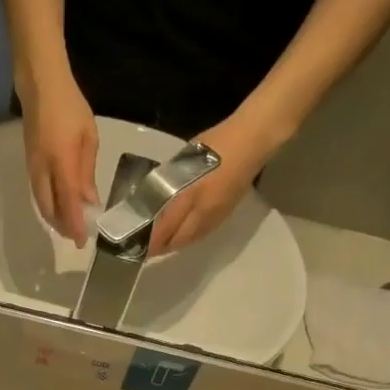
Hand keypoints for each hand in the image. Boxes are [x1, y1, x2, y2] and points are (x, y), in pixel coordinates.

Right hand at [20, 71, 97, 244]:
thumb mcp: (88, 138)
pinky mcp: (29, 164)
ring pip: (42, 203)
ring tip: (69, 225)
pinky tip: (59, 205)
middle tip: (76, 235)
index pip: (68, 204)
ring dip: (54, 218)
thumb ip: (87, 173)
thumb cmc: (70, 107)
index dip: (75, 225)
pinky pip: (38, 193)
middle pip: (49, 210)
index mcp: (62, 163)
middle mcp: (43, 171)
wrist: (40, 86)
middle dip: (63, 226)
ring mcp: (33, 169)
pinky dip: (49, 205)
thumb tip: (89, 201)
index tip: (82, 242)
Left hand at [146, 117, 272, 256]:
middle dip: (160, 247)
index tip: (136, 244)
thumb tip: (154, 196)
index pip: (165, 228)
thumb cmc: (216, 143)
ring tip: (160, 245)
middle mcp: (203, 212)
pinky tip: (182, 235)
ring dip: (174, 244)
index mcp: (190, 195)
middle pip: (178, 240)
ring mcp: (216, 215)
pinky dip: (188, 238)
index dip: (151, 240)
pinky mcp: (226, 214)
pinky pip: (203, 234)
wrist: (252, 141)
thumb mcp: (184, 160)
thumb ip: (170, 180)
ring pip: (191, 239)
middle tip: (145, 248)